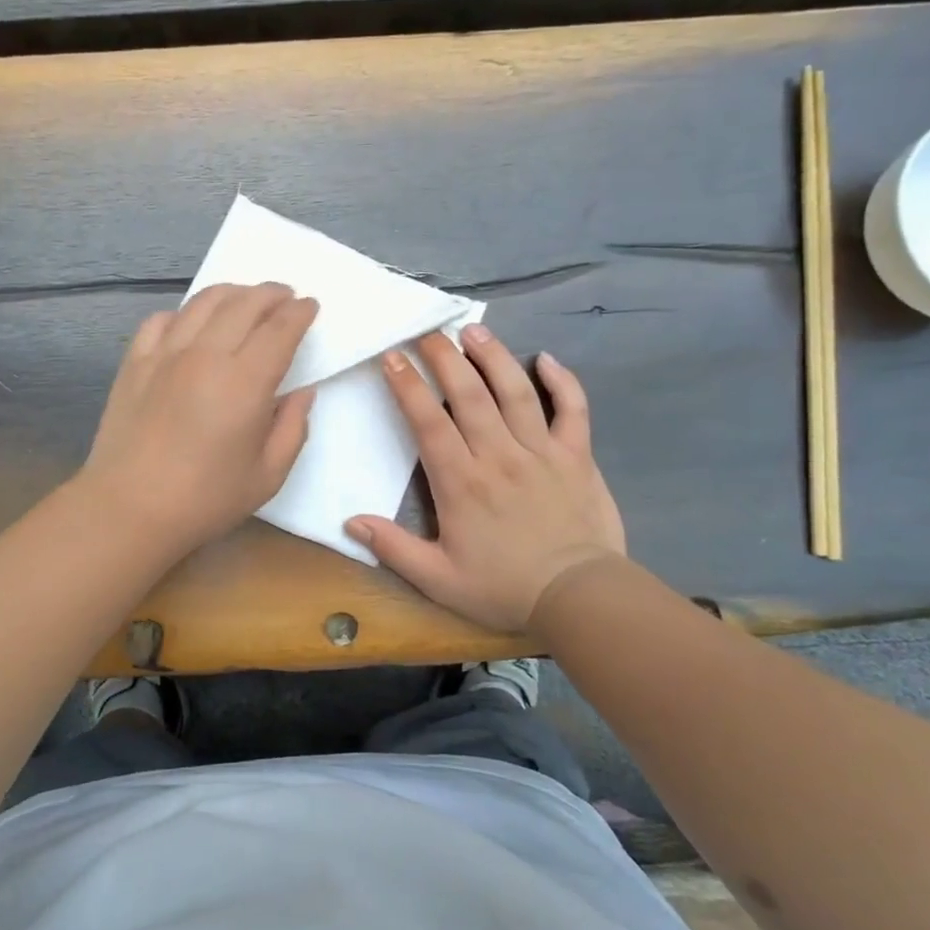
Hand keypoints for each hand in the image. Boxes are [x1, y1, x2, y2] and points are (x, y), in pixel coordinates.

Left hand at [79, 282, 318, 557]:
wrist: (129, 508)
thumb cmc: (205, 499)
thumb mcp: (267, 475)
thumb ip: (292, 429)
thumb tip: (302, 392)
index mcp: (244, 382)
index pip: (280, 329)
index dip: (300, 312)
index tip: (310, 305)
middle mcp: (205, 355)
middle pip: (244, 304)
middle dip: (271, 294)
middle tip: (285, 296)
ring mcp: (165, 354)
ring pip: (202, 303)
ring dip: (232, 293)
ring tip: (245, 298)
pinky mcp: (134, 363)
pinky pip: (160, 320)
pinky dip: (183, 313)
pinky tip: (191, 323)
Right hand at [346, 326, 624, 634]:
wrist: (579, 599)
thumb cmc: (503, 588)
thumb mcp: (438, 580)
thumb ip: (393, 548)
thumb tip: (350, 521)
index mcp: (461, 482)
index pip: (428, 421)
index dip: (408, 385)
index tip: (393, 357)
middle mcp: (499, 456)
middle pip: (469, 394)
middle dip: (445, 357)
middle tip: (428, 332)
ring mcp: (541, 452)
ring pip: (516, 392)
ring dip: (493, 356)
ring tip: (474, 330)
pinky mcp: (577, 456)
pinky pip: (573, 409)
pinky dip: (562, 381)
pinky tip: (547, 358)